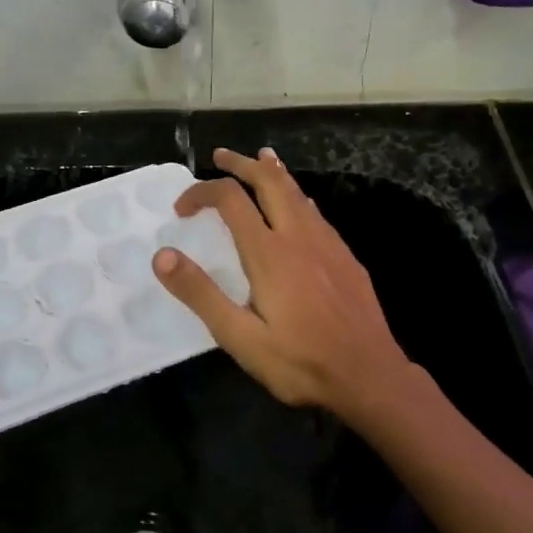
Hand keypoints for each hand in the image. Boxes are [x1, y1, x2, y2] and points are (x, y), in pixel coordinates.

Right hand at [152, 147, 417, 422]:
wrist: (369, 376)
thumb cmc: (300, 362)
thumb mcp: (240, 338)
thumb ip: (201, 294)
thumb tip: (163, 255)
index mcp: (269, 253)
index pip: (231, 200)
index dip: (202, 192)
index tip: (181, 209)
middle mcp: (299, 236)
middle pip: (269, 182)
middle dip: (242, 164)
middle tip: (220, 156)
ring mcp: (328, 244)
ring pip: (298, 192)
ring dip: (274, 172)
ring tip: (261, 158)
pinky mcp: (346, 257)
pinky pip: (316, 212)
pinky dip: (298, 195)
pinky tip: (299, 204)